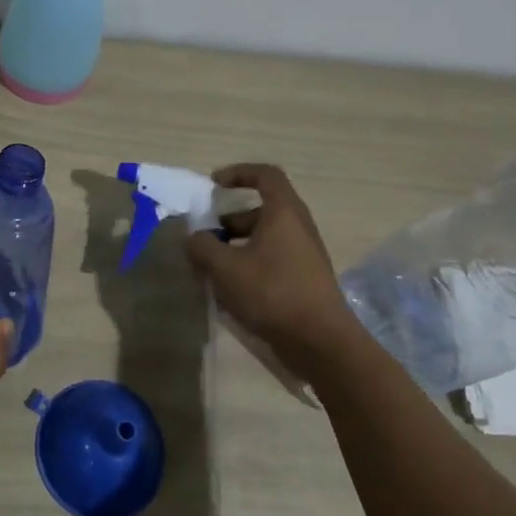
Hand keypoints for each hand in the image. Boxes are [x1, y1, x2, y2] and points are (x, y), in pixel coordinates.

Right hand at [185, 164, 358, 361]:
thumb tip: (194, 238)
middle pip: (262, 209)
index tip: (213, 185)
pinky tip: (232, 289)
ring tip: (213, 267)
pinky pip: (273, 259)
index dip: (238, 173)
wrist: (320, 342)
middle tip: (207, 236)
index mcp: (284, 213)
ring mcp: (305, 255)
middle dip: (230, 219)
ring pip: (266, 237)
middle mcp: (298, 228)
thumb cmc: (271, 292)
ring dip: (237, 244)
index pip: (265, 175)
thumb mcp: (224, 267)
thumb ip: (202, 246)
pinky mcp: (305, 280)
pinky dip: (250, 263)